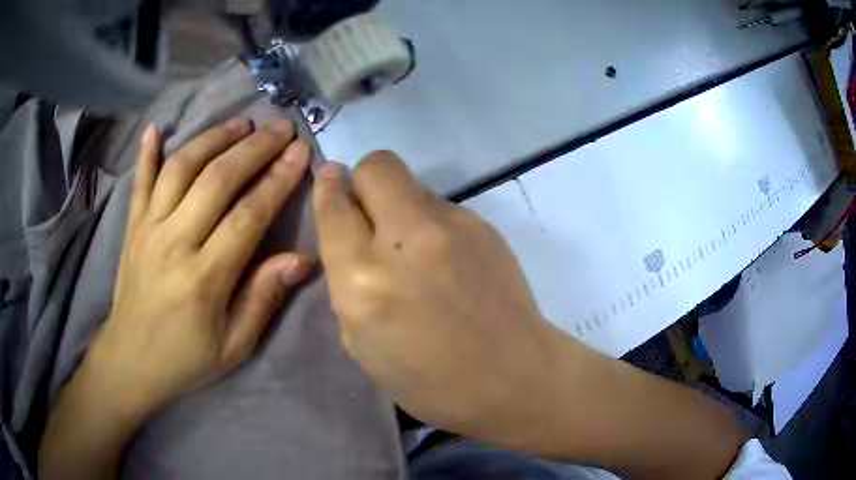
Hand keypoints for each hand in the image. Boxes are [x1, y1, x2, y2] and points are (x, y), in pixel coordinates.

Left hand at [84, 117, 312, 414]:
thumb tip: (300, 259)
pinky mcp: (132, 227)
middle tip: (280, 127)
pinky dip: (147, 153)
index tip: (300, 153)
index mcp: (204, 279)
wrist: (131, 360)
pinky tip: (155, 128)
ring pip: (180, 168)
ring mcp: (148, 230)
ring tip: (240, 123)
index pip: (246, 216)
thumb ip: (263, 299)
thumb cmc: (186, 358)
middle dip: (253, 148)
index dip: (276, 181)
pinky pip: (139, 182)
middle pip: (216, 180)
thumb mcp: (234, 345)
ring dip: (212, 139)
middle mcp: (173, 243)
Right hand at [312, 152, 565, 443]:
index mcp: (364, 278)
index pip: (335, 205)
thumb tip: (351, 236)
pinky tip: (448, 261)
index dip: (327, 188)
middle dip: (364, 181)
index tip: (330, 182)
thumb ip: (347, 281)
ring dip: (401, 208)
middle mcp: (406, 238)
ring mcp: (454, 225)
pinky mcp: (485, 225)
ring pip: (412, 185)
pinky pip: (443, 208)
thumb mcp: (361, 343)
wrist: (513, 378)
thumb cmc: (428, 381)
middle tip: (370, 216)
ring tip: (417, 252)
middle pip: (377, 166)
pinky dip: (432, 225)